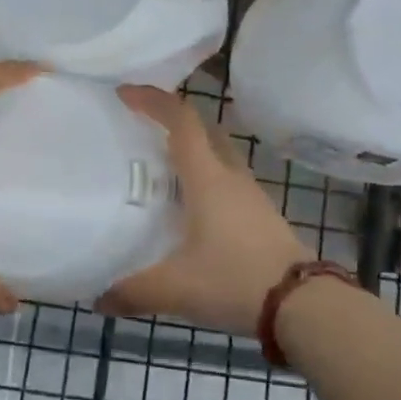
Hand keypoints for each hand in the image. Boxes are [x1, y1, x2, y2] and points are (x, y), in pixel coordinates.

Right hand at [95, 86, 311, 335]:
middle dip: (172, 120)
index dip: (153, 100)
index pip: (181, 121)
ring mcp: (251, 196)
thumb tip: (98, 299)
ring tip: (159, 169)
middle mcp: (230, 177)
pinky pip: (227, 182)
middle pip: (204, 130)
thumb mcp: (175, 288)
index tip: (124, 93)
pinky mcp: (261, 216)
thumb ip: (132, 291)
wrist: (302, 305)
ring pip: (218, 156)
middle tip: (140, 129)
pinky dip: (205, 180)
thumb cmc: (234, 280)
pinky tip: (188, 210)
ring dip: (191, 151)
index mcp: (207, 179)